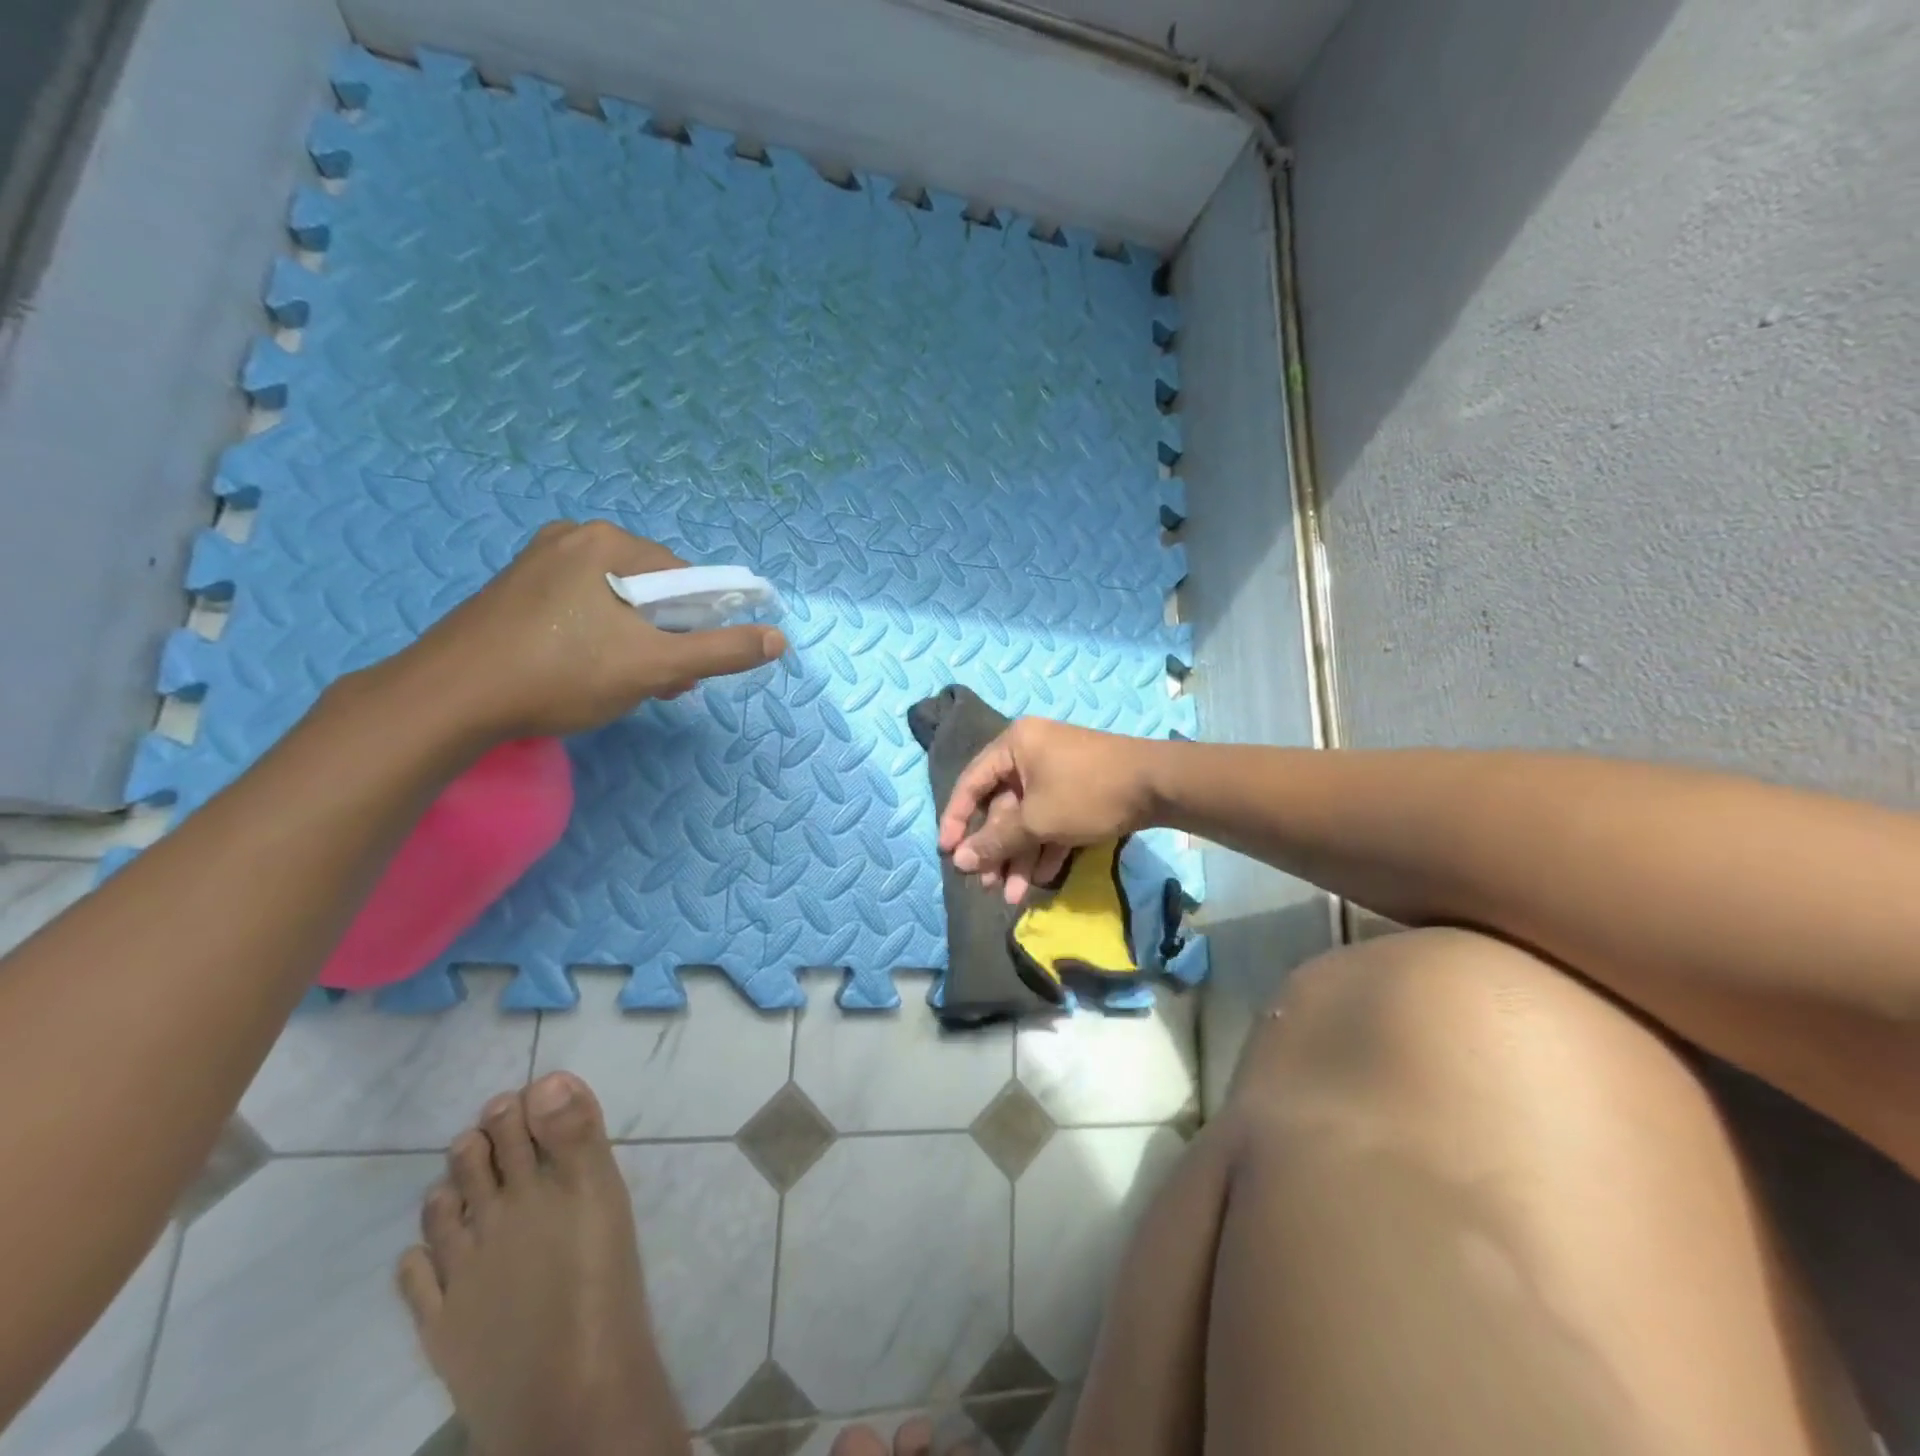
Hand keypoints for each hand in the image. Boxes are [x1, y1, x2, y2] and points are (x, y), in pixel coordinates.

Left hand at [394, 520, 785, 740]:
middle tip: (655, 684)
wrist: (450, 699)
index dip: (698, 626)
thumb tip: (778, 638)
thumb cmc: (562, 675)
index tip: (685, 668)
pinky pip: (582, 607)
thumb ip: (721, 651)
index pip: (686, 579)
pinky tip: (585, 673)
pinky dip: (598, 638)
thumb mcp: (655, 666)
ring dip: (635, 643)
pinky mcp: (516, 589)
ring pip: (617, 602)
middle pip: (652, 590)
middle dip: (665, 639)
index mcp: (609, 542)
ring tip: (621, 685)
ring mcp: (538, 561)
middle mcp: (574, 537)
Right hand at [937, 717, 1162, 903]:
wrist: (1159, 785)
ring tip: (1013, 896)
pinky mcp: (1079, 791)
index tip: (947, 852)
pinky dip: (1046, 847)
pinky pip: (1052, 819)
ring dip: (1020, 856)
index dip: (956, 819)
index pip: (972, 782)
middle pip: (1002, 806)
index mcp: (1015, 745)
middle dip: (996, 849)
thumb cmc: (1087, 793)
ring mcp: (1058, 772)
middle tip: (987, 885)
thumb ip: (996, 840)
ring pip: (1028, 818)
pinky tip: (1041, 880)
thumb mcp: (1036, 820)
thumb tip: (960, 860)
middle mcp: (1032, 753)